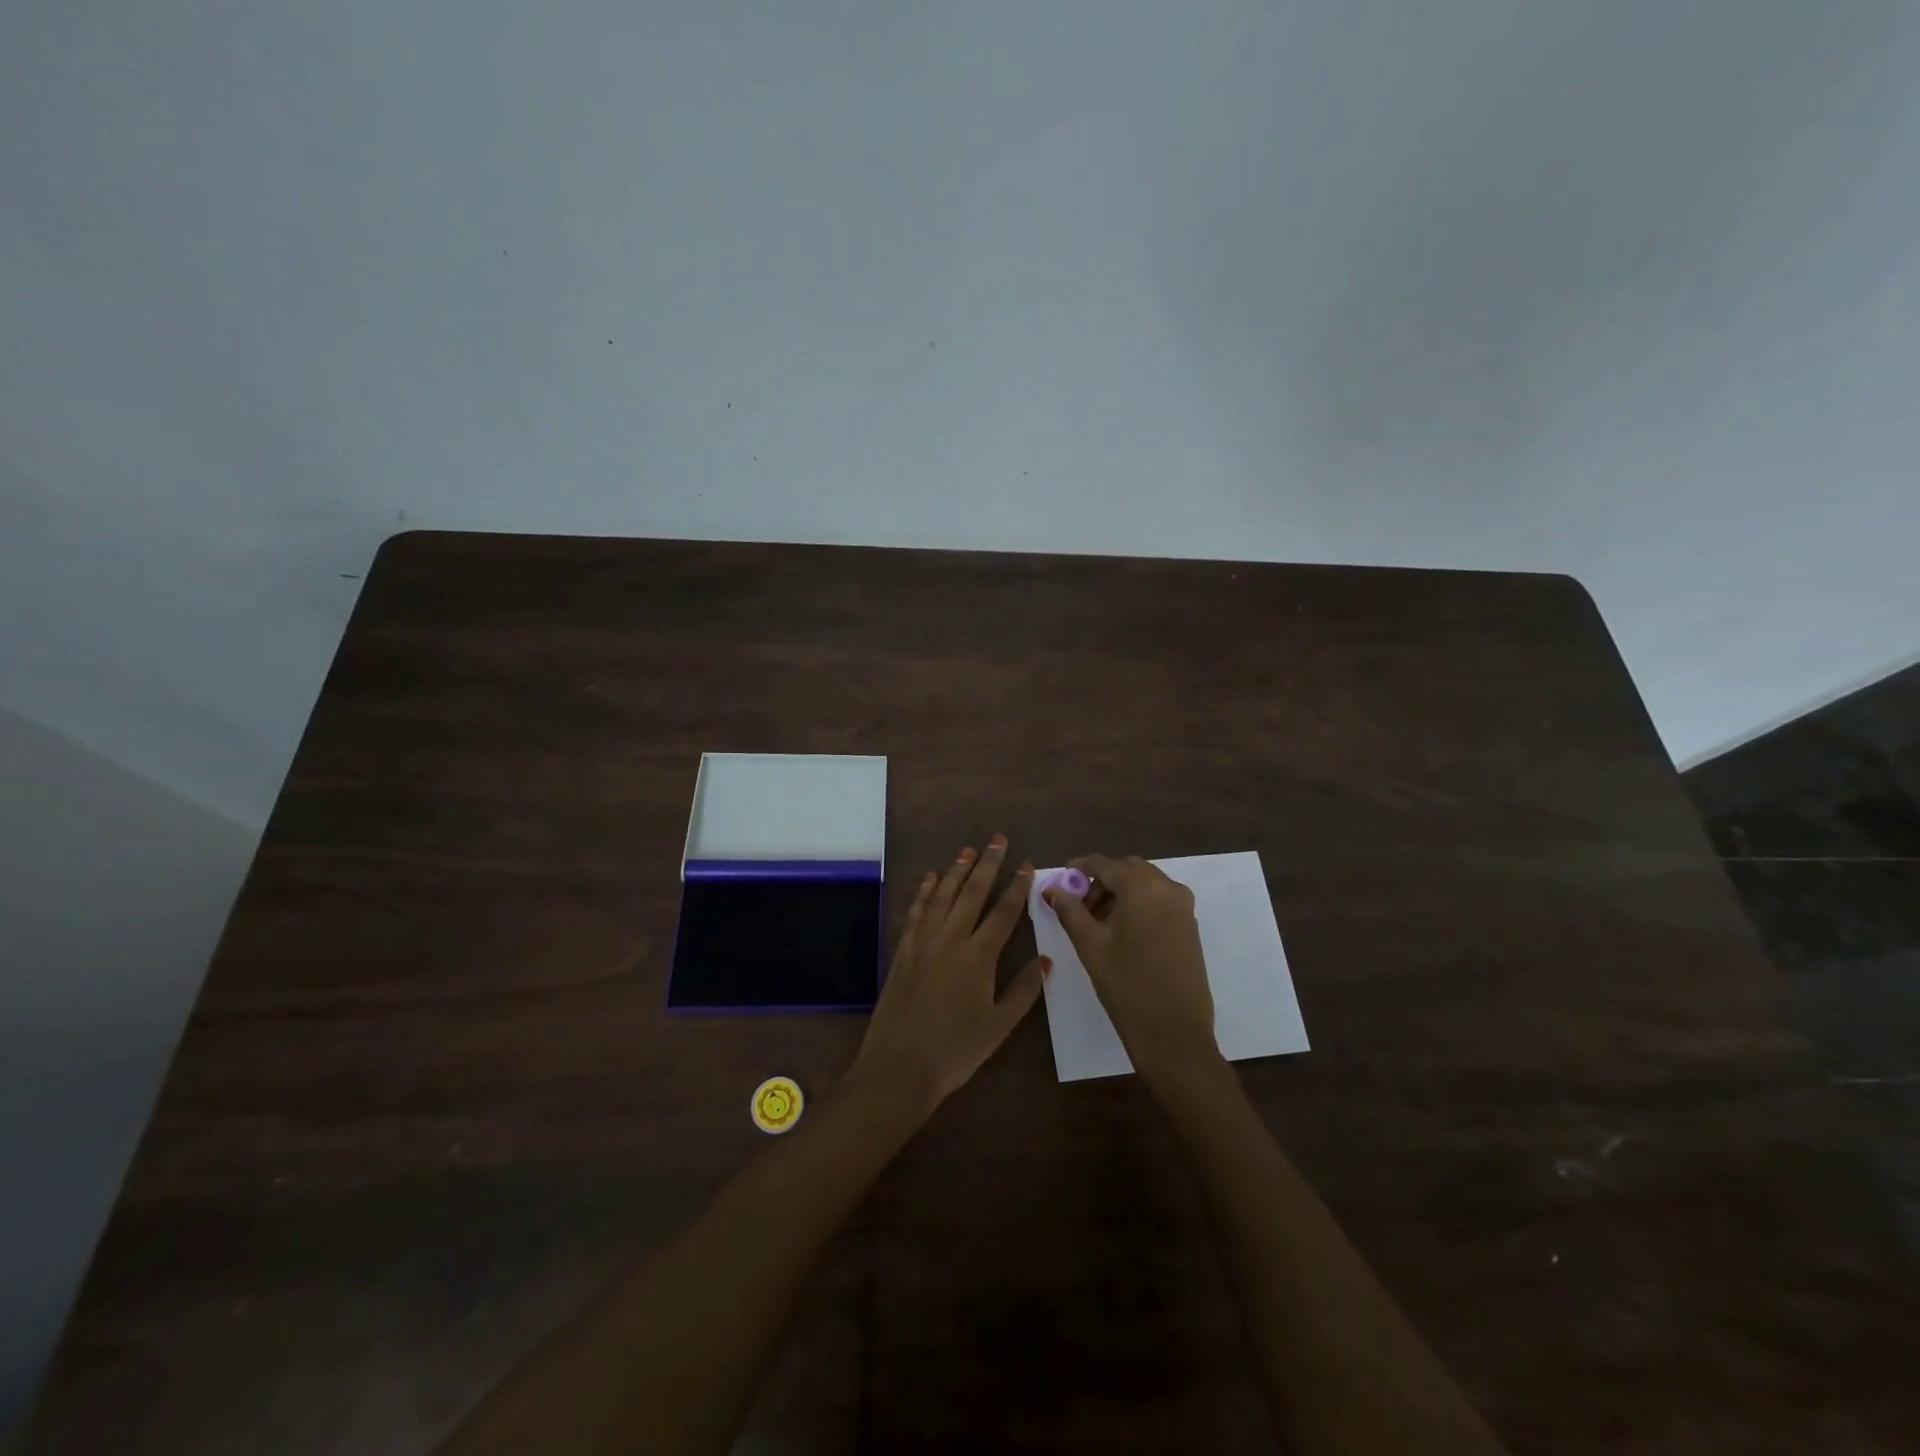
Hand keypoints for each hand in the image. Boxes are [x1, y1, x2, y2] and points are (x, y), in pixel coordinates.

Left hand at [852, 836, 1048, 1115]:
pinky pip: (916, 911)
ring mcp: (923, 942)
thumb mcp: (998, 1026)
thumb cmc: (956, 1050)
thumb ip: (1023, 990)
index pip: (1003, 912)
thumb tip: (1045, 959)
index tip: (1026, 865)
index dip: (1016, 887)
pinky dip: (924, 892)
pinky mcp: (903, 950)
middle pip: (972, 893)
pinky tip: (929, 879)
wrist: (899, 1065)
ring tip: (968, 850)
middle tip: (997, 839)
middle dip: (987, 864)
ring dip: (956, 871)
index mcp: (979, 956)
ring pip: (943, 896)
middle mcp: (951, 939)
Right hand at [1048, 855, 1221, 1085]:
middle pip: (1128, 870)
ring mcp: (1183, 907)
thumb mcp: (1090, 945)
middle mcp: (1168, 888)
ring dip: (1121, 892)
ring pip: (1146, 884)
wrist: (1174, 1033)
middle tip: (1080, 906)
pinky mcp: (1190, 926)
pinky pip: (1160, 900)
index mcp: (1142, 887)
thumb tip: (1052, 889)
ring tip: (1099, 922)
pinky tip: (1123, 931)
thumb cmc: (1127, 985)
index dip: (1080, 867)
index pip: (1105, 864)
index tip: (1062, 877)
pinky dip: (1139, 904)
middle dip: (1102, 880)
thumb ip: (1070, 910)